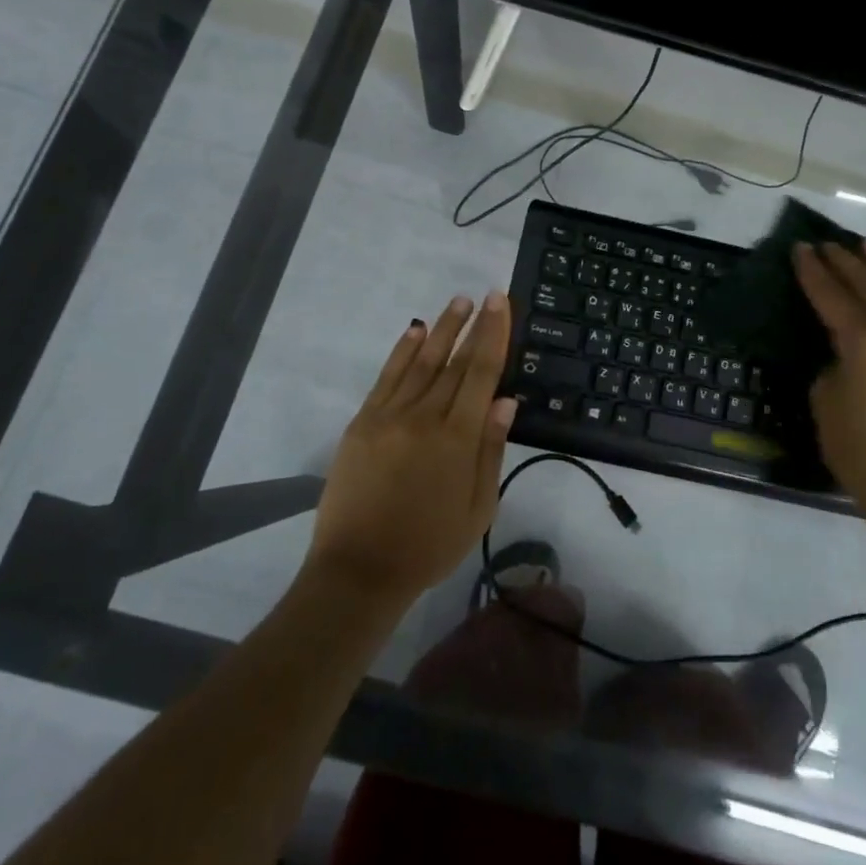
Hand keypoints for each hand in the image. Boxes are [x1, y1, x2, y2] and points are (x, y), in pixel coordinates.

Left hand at [306, 292, 516, 609]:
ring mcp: (389, 416)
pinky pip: (386, 377)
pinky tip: (416, 330)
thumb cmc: (429, 545)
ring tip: (458, 302)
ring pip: (421, 361)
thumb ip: (490, 450)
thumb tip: (506, 400)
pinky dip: (402, 351)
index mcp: (457, 438)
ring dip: (442, 329)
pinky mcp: (363, 423)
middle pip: (455, 361)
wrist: (359, 570)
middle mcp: (424, 417)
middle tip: (486, 295)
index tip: (501, 303)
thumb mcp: (478, 508)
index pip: (482, 373)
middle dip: (473, 325)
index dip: (494, 334)